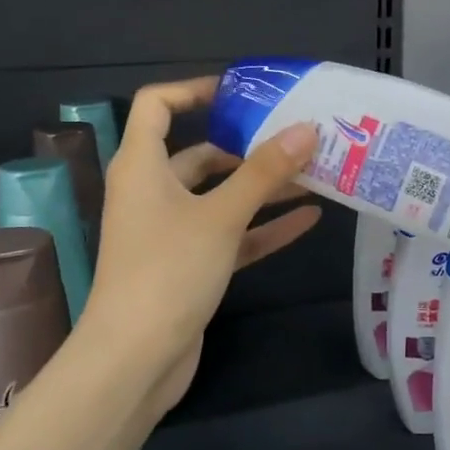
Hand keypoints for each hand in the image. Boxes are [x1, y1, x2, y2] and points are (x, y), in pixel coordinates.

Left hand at [79, 76, 320, 414]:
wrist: (135, 360)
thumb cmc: (168, 270)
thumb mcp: (221, 215)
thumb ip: (265, 172)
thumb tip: (308, 129)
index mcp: (142, 165)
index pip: (157, 105)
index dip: (194, 89)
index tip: (243, 92)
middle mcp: (152, 191)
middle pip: (200, 153)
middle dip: (248, 146)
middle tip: (297, 136)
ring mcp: (170, 230)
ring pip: (220, 196)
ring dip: (263, 188)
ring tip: (315, 173)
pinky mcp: (189, 264)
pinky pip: (230, 234)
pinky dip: (262, 226)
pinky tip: (308, 219)